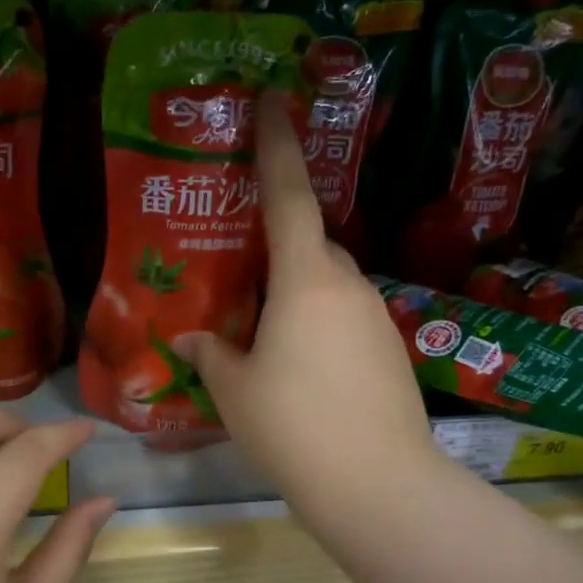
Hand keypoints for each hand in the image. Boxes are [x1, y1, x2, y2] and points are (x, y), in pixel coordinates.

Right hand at [174, 91, 437, 513]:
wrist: (375, 483)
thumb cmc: (292, 426)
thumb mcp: (234, 391)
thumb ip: (211, 355)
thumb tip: (190, 340)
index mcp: (306, 280)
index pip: (290, 196)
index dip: (278, 145)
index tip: (273, 99)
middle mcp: (348, 287)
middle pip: (313, 245)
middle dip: (282, 249)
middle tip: (245, 276)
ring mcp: (377, 319)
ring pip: (331, 286)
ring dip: (300, 295)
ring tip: (267, 336)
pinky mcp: (391, 351)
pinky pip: (347, 320)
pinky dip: (322, 327)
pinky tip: (302, 370)